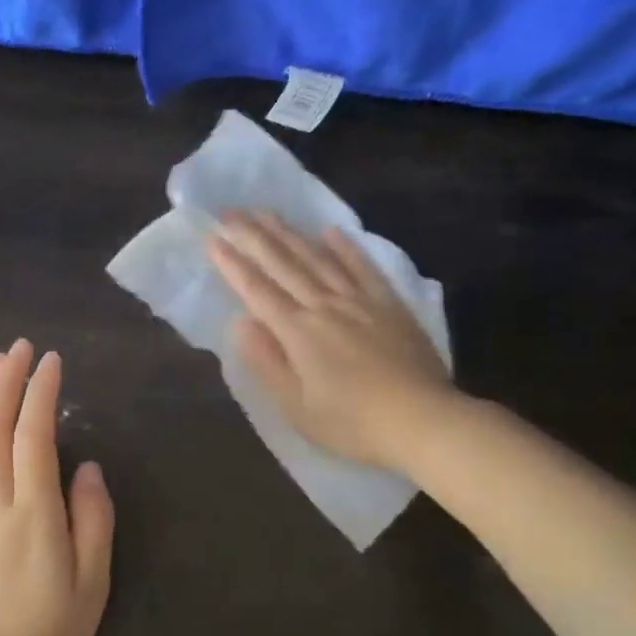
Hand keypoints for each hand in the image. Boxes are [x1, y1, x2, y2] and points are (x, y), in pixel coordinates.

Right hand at [207, 211, 457, 471]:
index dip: (232, 264)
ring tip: (267, 212)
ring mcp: (359, 301)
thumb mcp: (297, 407)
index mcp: (297, 332)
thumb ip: (267, 362)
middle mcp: (324, 306)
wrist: (423, 421)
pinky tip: (331, 231)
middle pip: (283, 264)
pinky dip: (346, 248)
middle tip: (230, 211)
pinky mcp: (389, 305)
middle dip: (253, 236)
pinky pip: (363, 268)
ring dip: (290, 233)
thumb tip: (240, 324)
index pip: (257, 290)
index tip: (212, 238)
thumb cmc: (352, 424)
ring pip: (318, 258)